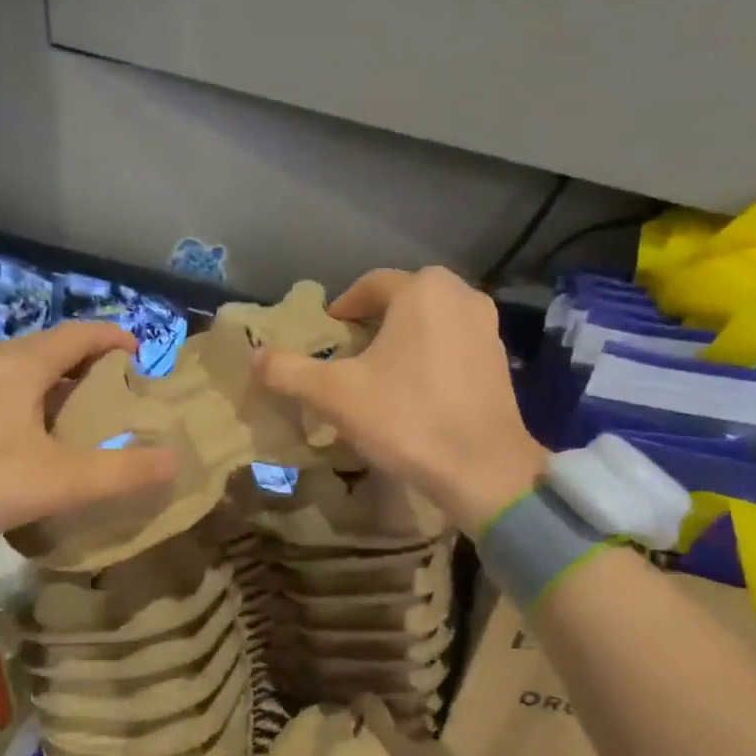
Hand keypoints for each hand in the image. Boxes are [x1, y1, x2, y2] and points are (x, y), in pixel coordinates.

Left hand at [0, 324, 176, 560]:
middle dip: (88, 367)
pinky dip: (21, 406)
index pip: (81, 333)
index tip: (143, 358)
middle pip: (49, 350)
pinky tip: (20, 445)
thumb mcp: (60, 481)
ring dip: (52, 388)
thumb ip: (122, 472)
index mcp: (22, 363)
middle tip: (117, 400)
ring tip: (75, 424)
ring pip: (17, 372)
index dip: (116, 339)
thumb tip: (176, 460)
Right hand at [254, 268, 545, 530]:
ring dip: (403, 340)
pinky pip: (453, 346)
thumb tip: (254, 356)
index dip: (342, 308)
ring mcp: (487, 328)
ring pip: (431, 323)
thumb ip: (289, 371)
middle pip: (403, 301)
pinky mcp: (500, 361)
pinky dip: (430, 358)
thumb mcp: (334, 395)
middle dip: (373, 323)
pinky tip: (416, 392)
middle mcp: (461, 296)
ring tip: (380, 374)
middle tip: (349, 354)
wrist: (481, 468)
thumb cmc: (405, 418)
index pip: (369, 286)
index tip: (327, 333)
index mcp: (422, 290)